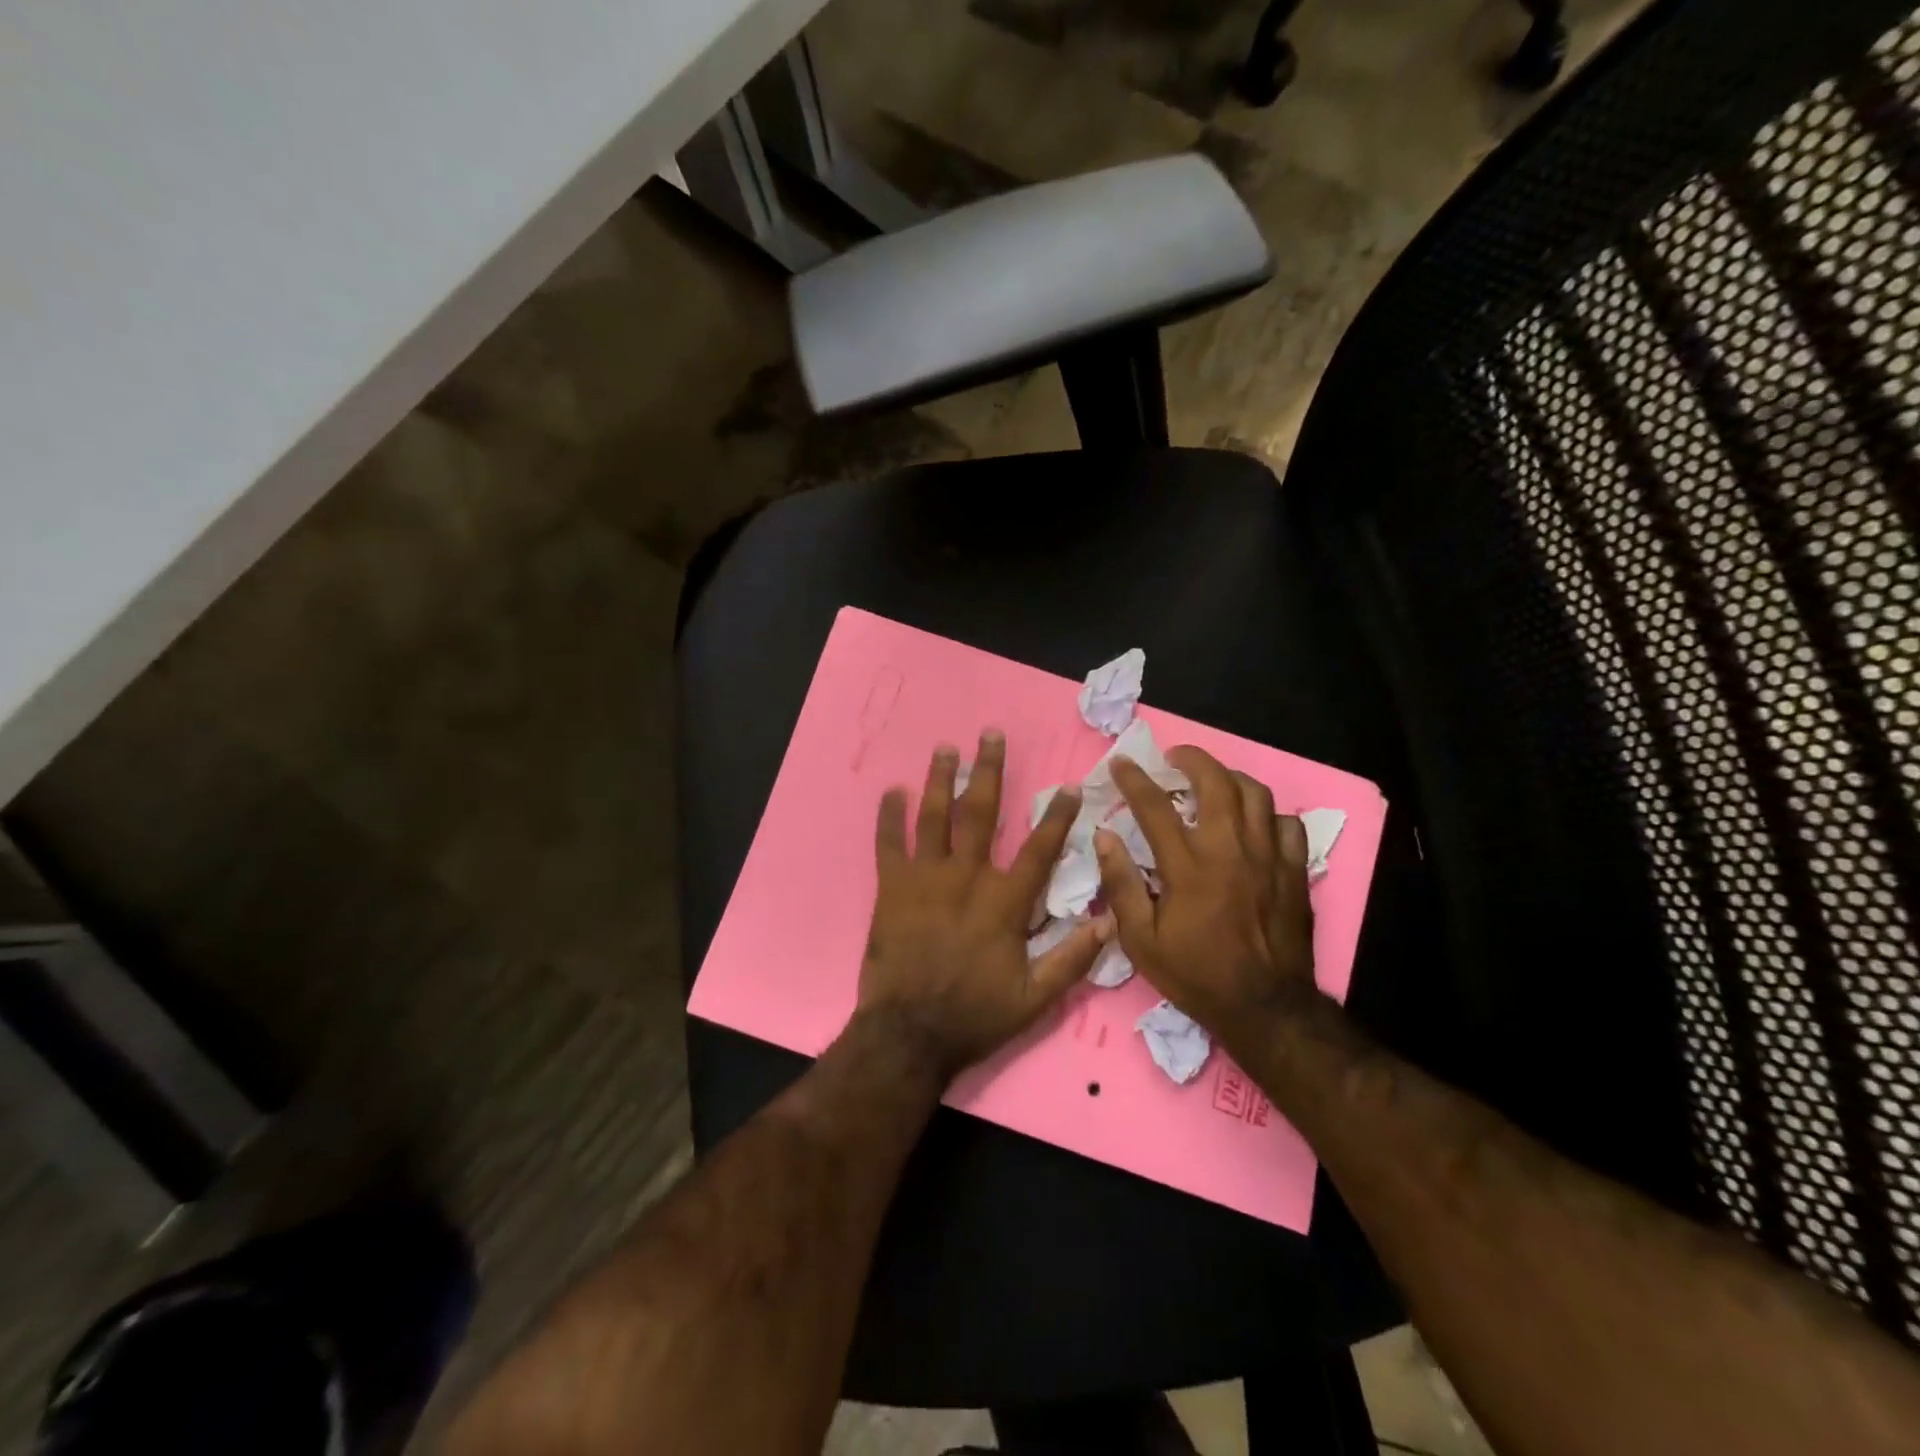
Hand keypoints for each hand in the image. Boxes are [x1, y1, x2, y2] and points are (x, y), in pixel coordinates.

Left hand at [857, 730, 1110, 1079]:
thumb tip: (1108, 922)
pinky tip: (892, 791)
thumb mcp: (1035, 999)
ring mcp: (926, 878)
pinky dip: (889, 816)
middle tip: (990, 735)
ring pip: (934, 817)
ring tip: (945, 748)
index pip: (1039, 849)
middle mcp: (966, 878)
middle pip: (981, 813)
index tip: (1069, 787)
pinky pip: (888, 843)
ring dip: (940, 780)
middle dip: (988, 770)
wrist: (909, 1034)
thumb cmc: (974, 1015)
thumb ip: (1072, 959)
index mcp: (1004, 902)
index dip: (1057, 816)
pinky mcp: (891, 888)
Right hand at [1092, 745, 1317, 1048]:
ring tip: (1213, 781)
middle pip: (1215, 782)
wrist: (1264, 1008)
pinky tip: (1254, 822)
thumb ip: (1121, 884)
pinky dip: (1268, 814)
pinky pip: (1287, 824)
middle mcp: (1230, 850)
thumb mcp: (1141, 940)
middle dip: (1191, 758)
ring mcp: (1268, 857)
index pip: (1155, 806)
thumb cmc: (1196, 974)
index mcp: (1188, 866)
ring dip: (1229, 778)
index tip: (1121, 762)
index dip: (1134, 779)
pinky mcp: (1294, 871)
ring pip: (1255, 794)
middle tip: (1174, 757)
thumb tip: (1104, 837)